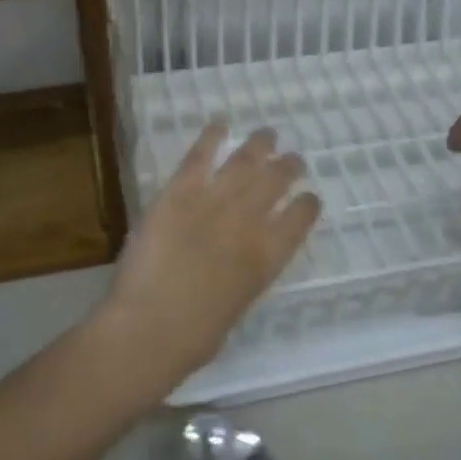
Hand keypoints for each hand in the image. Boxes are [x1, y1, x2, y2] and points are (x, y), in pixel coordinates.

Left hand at [94, 122, 321, 388]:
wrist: (150, 328)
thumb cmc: (194, 337)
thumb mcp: (237, 307)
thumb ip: (245, 276)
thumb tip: (241, 263)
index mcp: (268, 258)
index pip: (300, 220)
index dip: (307, 206)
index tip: (310, 197)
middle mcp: (249, 222)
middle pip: (276, 183)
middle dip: (288, 168)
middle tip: (294, 159)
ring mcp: (215, 202)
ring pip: (245, 162)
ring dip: (261, 145)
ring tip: (269, 134)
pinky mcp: (180, 192)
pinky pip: (200, 156)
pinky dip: (212, 136)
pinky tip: (221, 122)